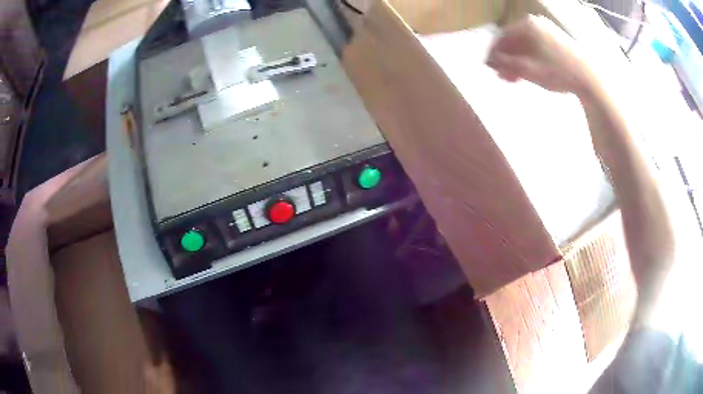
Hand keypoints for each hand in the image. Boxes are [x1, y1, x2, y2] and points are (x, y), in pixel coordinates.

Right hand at [486, 15, 594, 94]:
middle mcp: (535, 23)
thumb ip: (505, 64)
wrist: (589, 78)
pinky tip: (531, 71)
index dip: (494, 54)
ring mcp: (548, 29)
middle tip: (505, 77)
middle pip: (514, 41)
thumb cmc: (557, 72)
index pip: (502, 38)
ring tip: (517, 77)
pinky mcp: (558, 39)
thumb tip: (489, 61)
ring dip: (519, 60)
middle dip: (508, 59)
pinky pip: (538, 46)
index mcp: (526, 25)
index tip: (491, 70)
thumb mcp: (527, 70)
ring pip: (526, 44)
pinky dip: (531, 58)